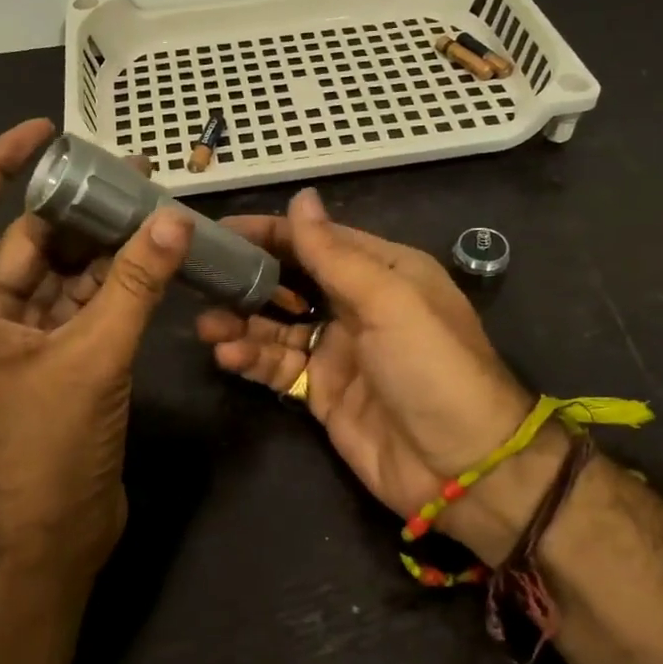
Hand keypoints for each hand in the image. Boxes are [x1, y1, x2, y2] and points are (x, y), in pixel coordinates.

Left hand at [0, 119, 193, 579]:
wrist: (51, 542)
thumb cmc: (44, 450)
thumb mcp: (91, 358)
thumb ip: (133, 285)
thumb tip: (174, 219)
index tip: (45, 133)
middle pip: (23, 240)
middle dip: (74, 207)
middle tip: (129, 171)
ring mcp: (15, 341)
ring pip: (59, 273)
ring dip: (102, 246)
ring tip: (151, 207)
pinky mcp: (52, 363)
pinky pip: (81, 306)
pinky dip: (113, 285)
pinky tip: (152, 259)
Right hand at [196, 189, 565, 566]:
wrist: (461, 466)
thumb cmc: (431, 367)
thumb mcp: (389, 300)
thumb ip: (336, 254)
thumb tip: (301, 197)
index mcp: (382, 271)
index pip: (316, 240)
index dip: (269, 232)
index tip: (218, 231)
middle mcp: (357, 304)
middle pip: (291, 281)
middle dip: (247, 280)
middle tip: (201, 280)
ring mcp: (338, 350)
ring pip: (277, 326)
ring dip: (241, 322)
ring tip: (207, 326)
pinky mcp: (322, 393)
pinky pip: (279, 367)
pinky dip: (251, 359)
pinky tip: (226, 356)